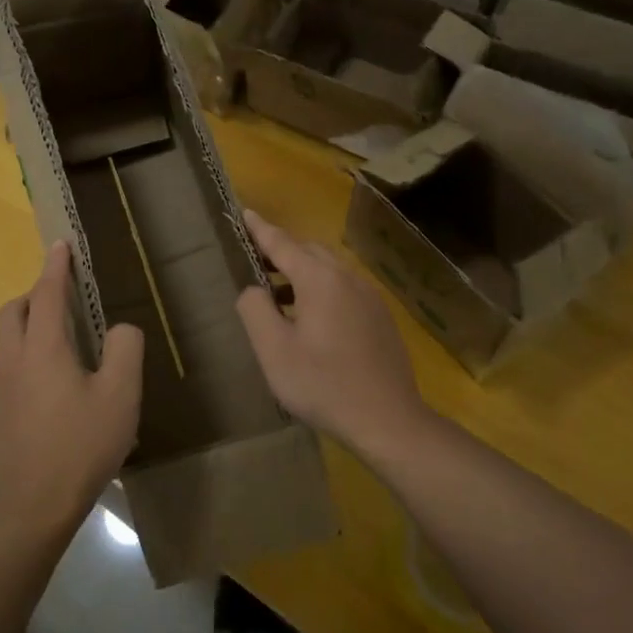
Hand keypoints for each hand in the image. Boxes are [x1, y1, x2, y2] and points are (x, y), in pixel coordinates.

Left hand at [0, 241, 143, 538]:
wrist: (32, 506)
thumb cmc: (81, 446)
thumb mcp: (120, 396)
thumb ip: (126, 350)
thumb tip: (121, 328)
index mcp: (43, 348)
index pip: (47, 293)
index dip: (55, 266)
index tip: (61, 245)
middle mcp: (12, 359)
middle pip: (15, 309)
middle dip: (35, 293)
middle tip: (63, 296)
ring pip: (6, 338)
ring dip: (28, 324)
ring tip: (59, 338)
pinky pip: (6, 366)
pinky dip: (24, 354)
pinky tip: (48, 384)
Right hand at [235, 210, 429, 456]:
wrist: (387, 419)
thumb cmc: (323, 384)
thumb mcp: (274, 350)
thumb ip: (255, 310)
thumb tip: (253, 289)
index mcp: (319, 279)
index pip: (282, 243)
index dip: (260, 229)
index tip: (245, 213)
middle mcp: (347, 278)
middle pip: (309, 251)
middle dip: (282, 249)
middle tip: (255, 258)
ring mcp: (369, 297)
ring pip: (329, 270)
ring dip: (301, 271)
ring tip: (278, 292)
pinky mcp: (380, 317)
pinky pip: (344, 288)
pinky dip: (321, 288)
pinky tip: (312, 317)